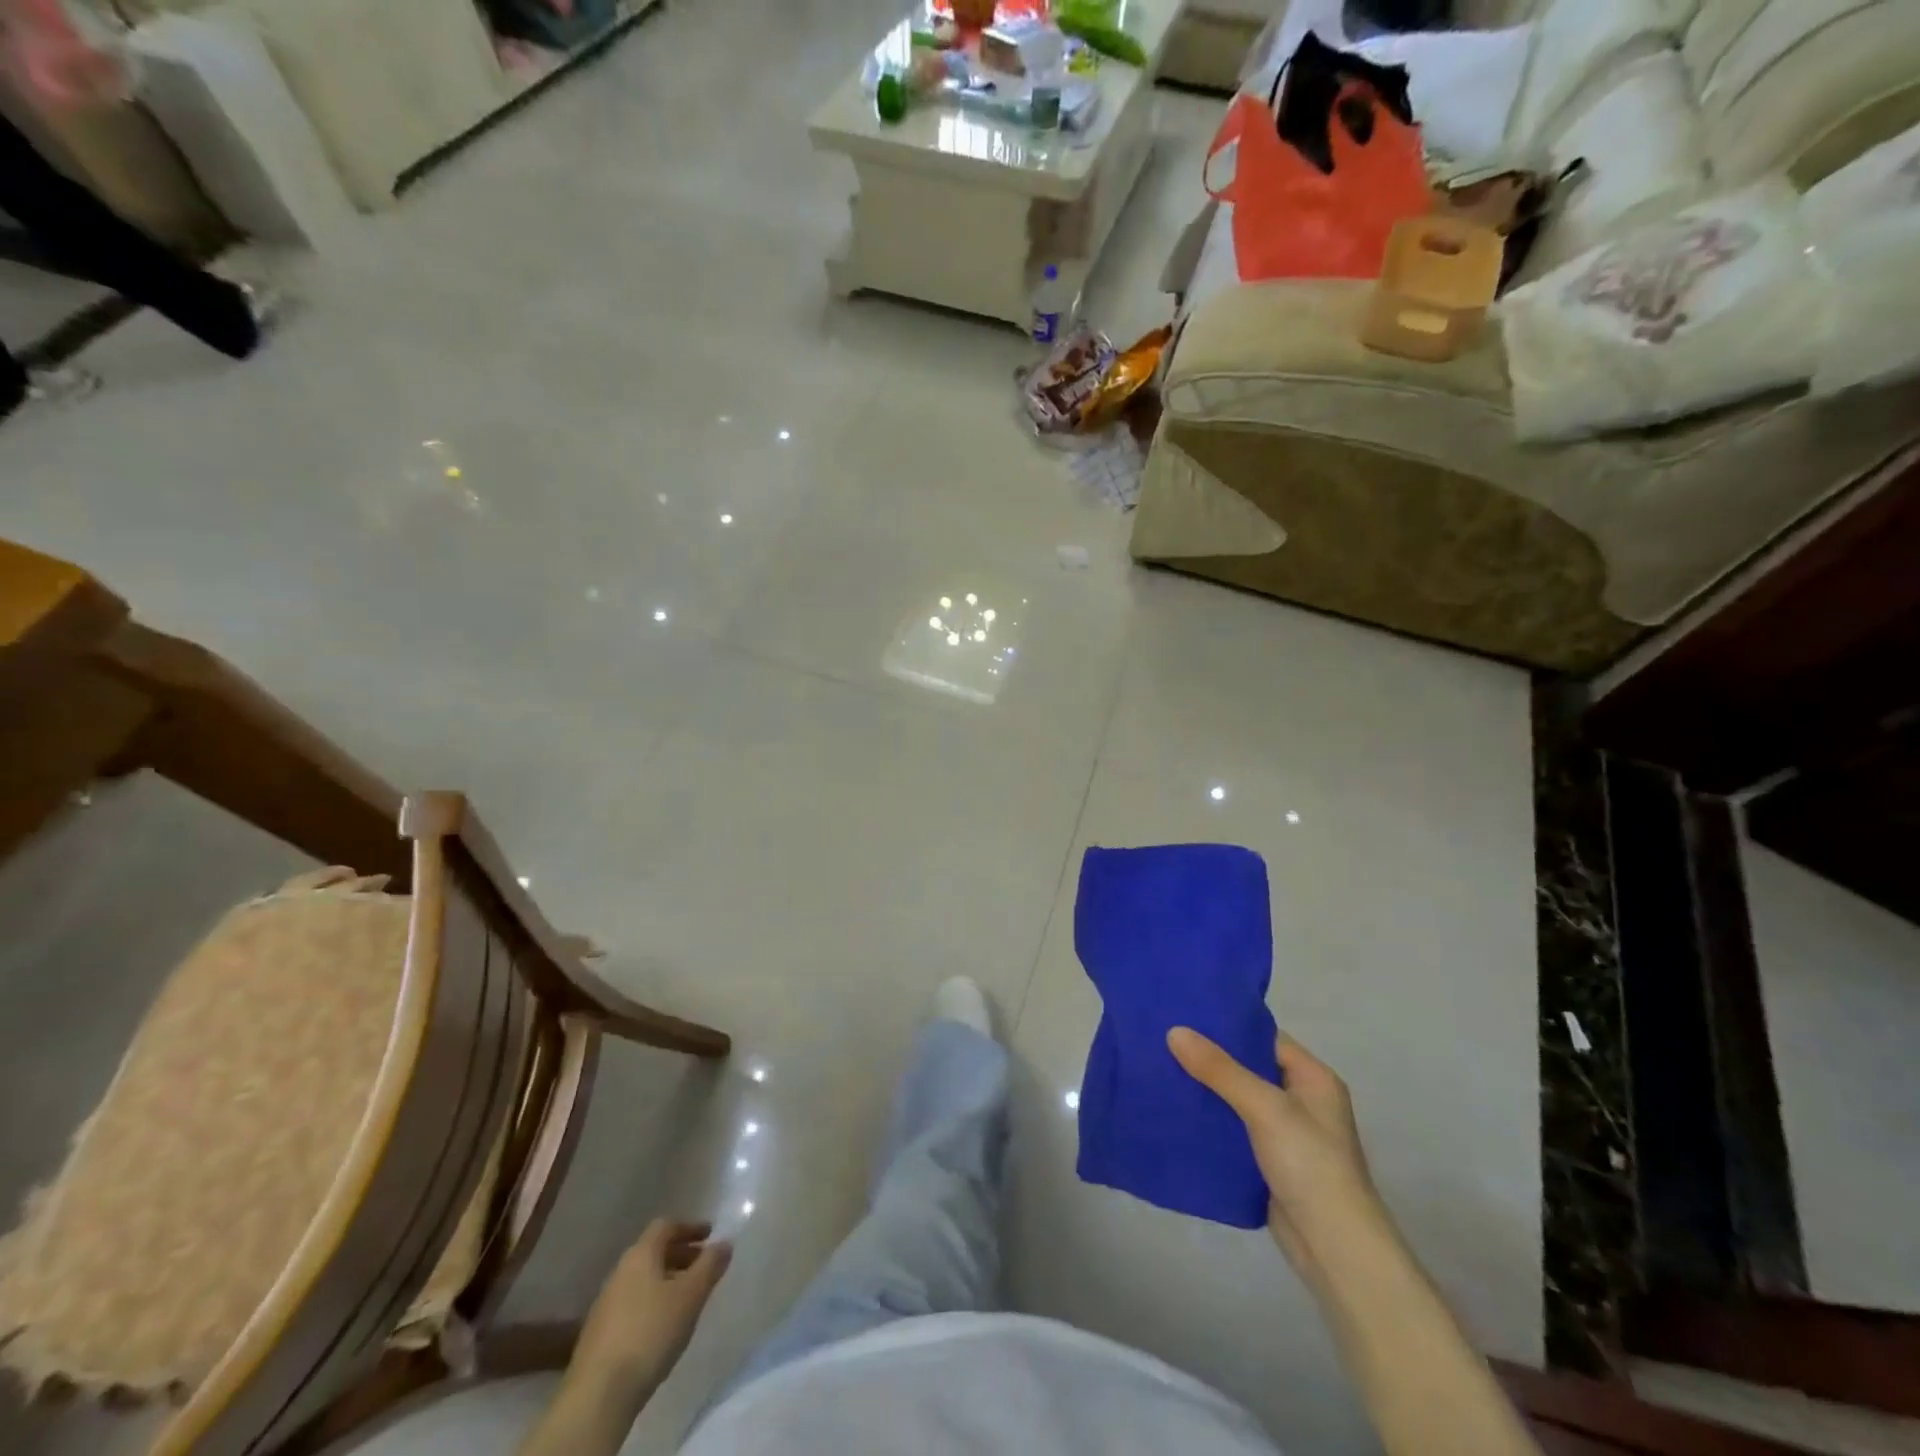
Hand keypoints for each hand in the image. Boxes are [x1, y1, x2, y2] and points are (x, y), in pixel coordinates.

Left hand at [571, 1220, 731, 1393]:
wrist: (598, 1395)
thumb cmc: (651, 1333)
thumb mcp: (691, 1296)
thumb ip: (710, 1265)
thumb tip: (724, 1243)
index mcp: (640, 1255)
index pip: (665, 1226)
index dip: (689, 1228)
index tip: (709, 1235)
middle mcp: (619, 1272)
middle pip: (653, 1252)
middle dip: (680, 1255)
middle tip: (703, 1266)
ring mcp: (605, 1304)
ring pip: (642, 1280)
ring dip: (666, 1280)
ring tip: (686, 1298)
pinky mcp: (599, 1334)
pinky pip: (632, 1304)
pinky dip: (651, 1303)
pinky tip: (662, 1326)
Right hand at [1167, 1029, 1385, 1272]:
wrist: (1334, 1250)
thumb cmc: (1310, 1165)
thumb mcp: (1265, 1108)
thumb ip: (1220, 1069)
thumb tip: (1175, 1031)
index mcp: (1313, 1078)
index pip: (1264, 1037)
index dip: (1227, 1025)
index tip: (1184, 1013)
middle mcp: (1301, 1100)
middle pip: (1248, 1067)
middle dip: (1210, 1057)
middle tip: (1164, 1038)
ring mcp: (1285, 1133)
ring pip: (1237, 1099)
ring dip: (1206, 1089)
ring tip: (1161, 1068)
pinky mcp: (1268, 1162)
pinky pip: (1233, 1129)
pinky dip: (1209, 1120)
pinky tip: (1177, 1110)